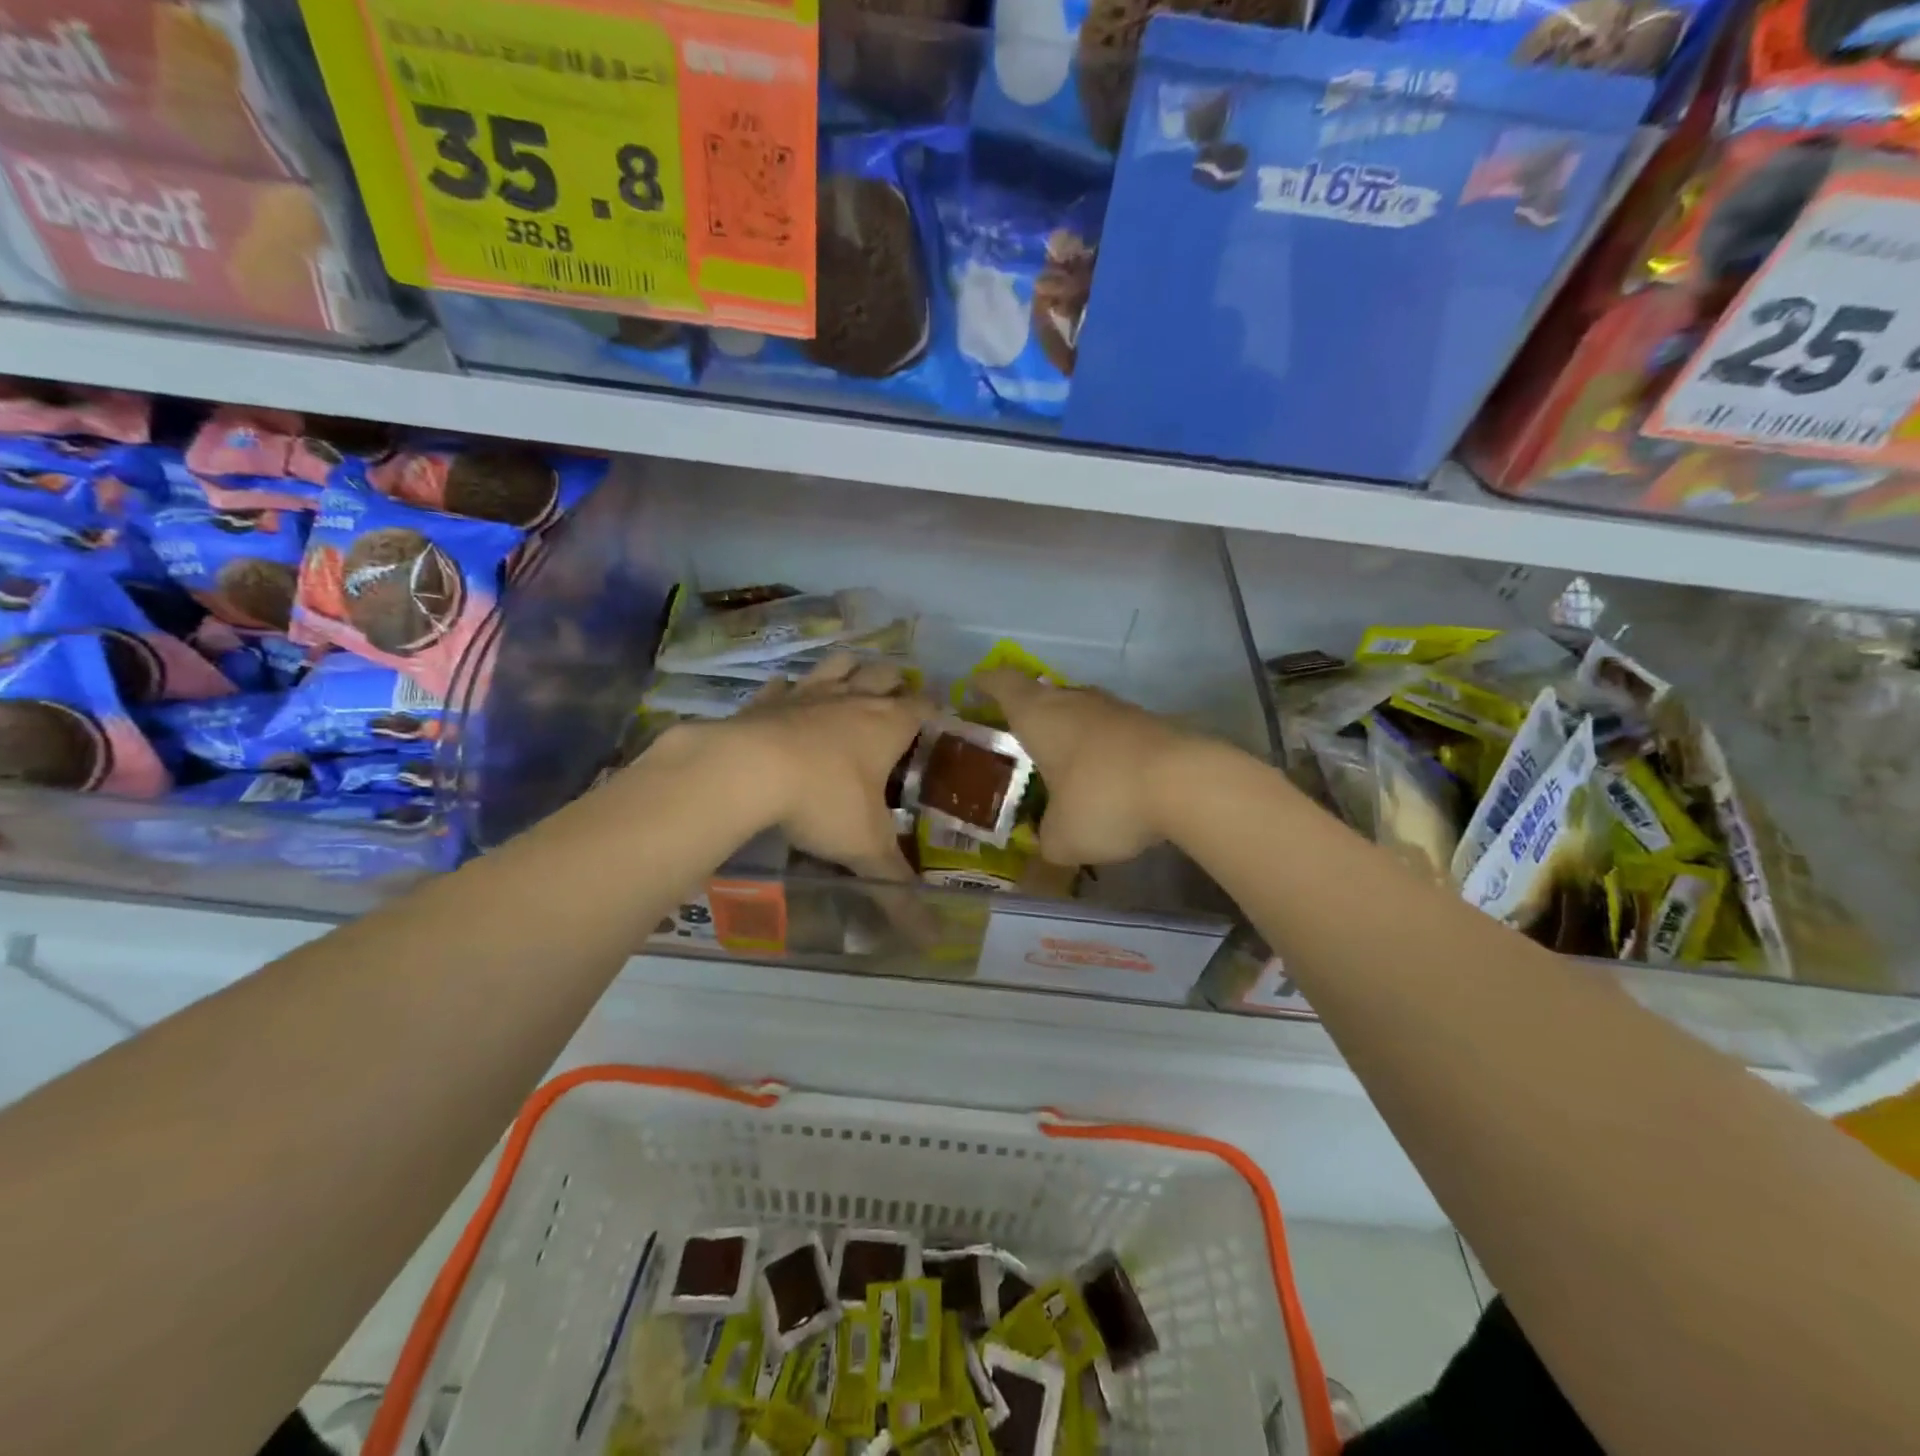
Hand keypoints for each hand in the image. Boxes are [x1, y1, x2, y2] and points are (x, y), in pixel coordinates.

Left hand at [686, 654, 931, 882]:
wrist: (747, 770)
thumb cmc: (823, 802)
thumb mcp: (866, 850)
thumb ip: (897, 892)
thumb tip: (931, 938)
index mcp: (887, 726)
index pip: (925, 707)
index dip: (937, 711)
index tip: (942, 721)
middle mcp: (852, 700)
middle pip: (884, 675)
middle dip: (895, 682)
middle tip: (898, 701)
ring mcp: (808, 695)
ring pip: (838, 665)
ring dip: (850, 669)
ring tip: (854, 680)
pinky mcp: (767, 700)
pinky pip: (784, 685)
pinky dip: (790, 689)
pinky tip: (788, 696)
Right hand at [975, 670, 1196, 866]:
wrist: (1187, 783)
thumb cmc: (1104, 800)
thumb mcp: (1062, 838)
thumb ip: (1046, 841)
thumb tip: (1047, 844)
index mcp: (1040, 716)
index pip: (1003, 685)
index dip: (986, 684)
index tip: (975, 686)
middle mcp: (1075, 702)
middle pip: (1043, 693)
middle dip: (1027, 711)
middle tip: (1016, 734)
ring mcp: (1116, 709)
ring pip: (1080, 709)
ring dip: (1068, 728)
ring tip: (1060, 758)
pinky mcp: (1149, 723)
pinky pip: (1112, 729)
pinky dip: (1100, 746)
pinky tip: (1104, 775)